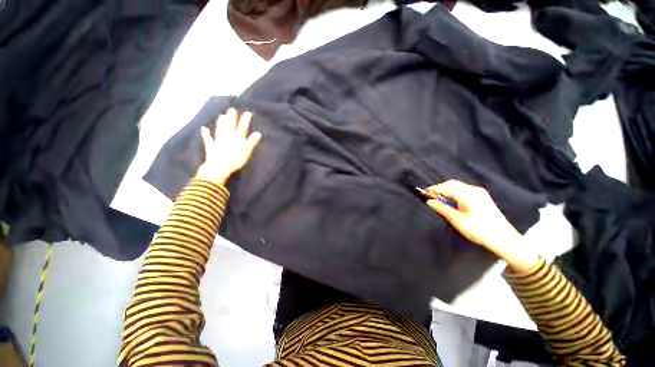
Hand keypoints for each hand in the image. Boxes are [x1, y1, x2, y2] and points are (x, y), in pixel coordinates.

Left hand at [195, 108, 261, 184]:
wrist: (220, 166)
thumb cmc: (236, 159)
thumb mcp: (247, 151)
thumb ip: (252, 141)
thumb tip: (258, 133)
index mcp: (238, 138)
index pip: (243, 127)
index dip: (245, 120)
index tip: (247, 112)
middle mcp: (228, 136)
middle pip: (230, 125)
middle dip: (232, 117)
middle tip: (231, 109)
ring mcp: (218, 140)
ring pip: (220, 129)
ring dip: (221, 122)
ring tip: (221, 115)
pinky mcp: (211, 146)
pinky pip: (208, 138)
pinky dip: (205, 133)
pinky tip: (203, 128)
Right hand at [426, 180, 538, 272]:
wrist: (504, 239)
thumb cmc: (479, 230)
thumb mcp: (457, 220)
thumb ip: (442, 208)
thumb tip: (429, 201)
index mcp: (467, 194)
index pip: (445, 187)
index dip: (433, 189)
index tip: (423, 193)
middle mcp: (473, 190)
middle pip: (452, 184)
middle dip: (439, 188)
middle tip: (430, 196)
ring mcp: (479, 193)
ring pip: (458, 186)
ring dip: (446, 190)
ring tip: (438, 199)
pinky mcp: (482, 197)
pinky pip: (463, 190)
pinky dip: (454, 193)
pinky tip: (451, 201)